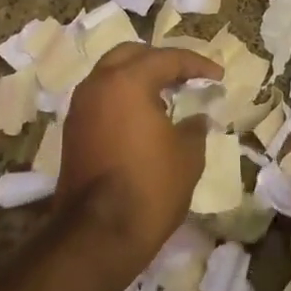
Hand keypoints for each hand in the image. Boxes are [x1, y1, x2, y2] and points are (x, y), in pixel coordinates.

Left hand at [58, 43, 223, 274]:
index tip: (217, 76)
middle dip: (160, 61)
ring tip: (166, 95)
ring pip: (111, 75)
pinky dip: (123, 98)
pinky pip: (101, 98)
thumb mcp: (188, 154)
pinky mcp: (73, 131)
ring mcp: (80, 108)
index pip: (167, 58)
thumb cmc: (150, 186)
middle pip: (131, 55)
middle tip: (186, 76)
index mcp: (127, 81)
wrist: (98, 235)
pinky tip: (144, 117)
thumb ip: (195, 127)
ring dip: (138, 78)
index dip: (196, 64)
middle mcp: (98, 85)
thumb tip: (196, 118)